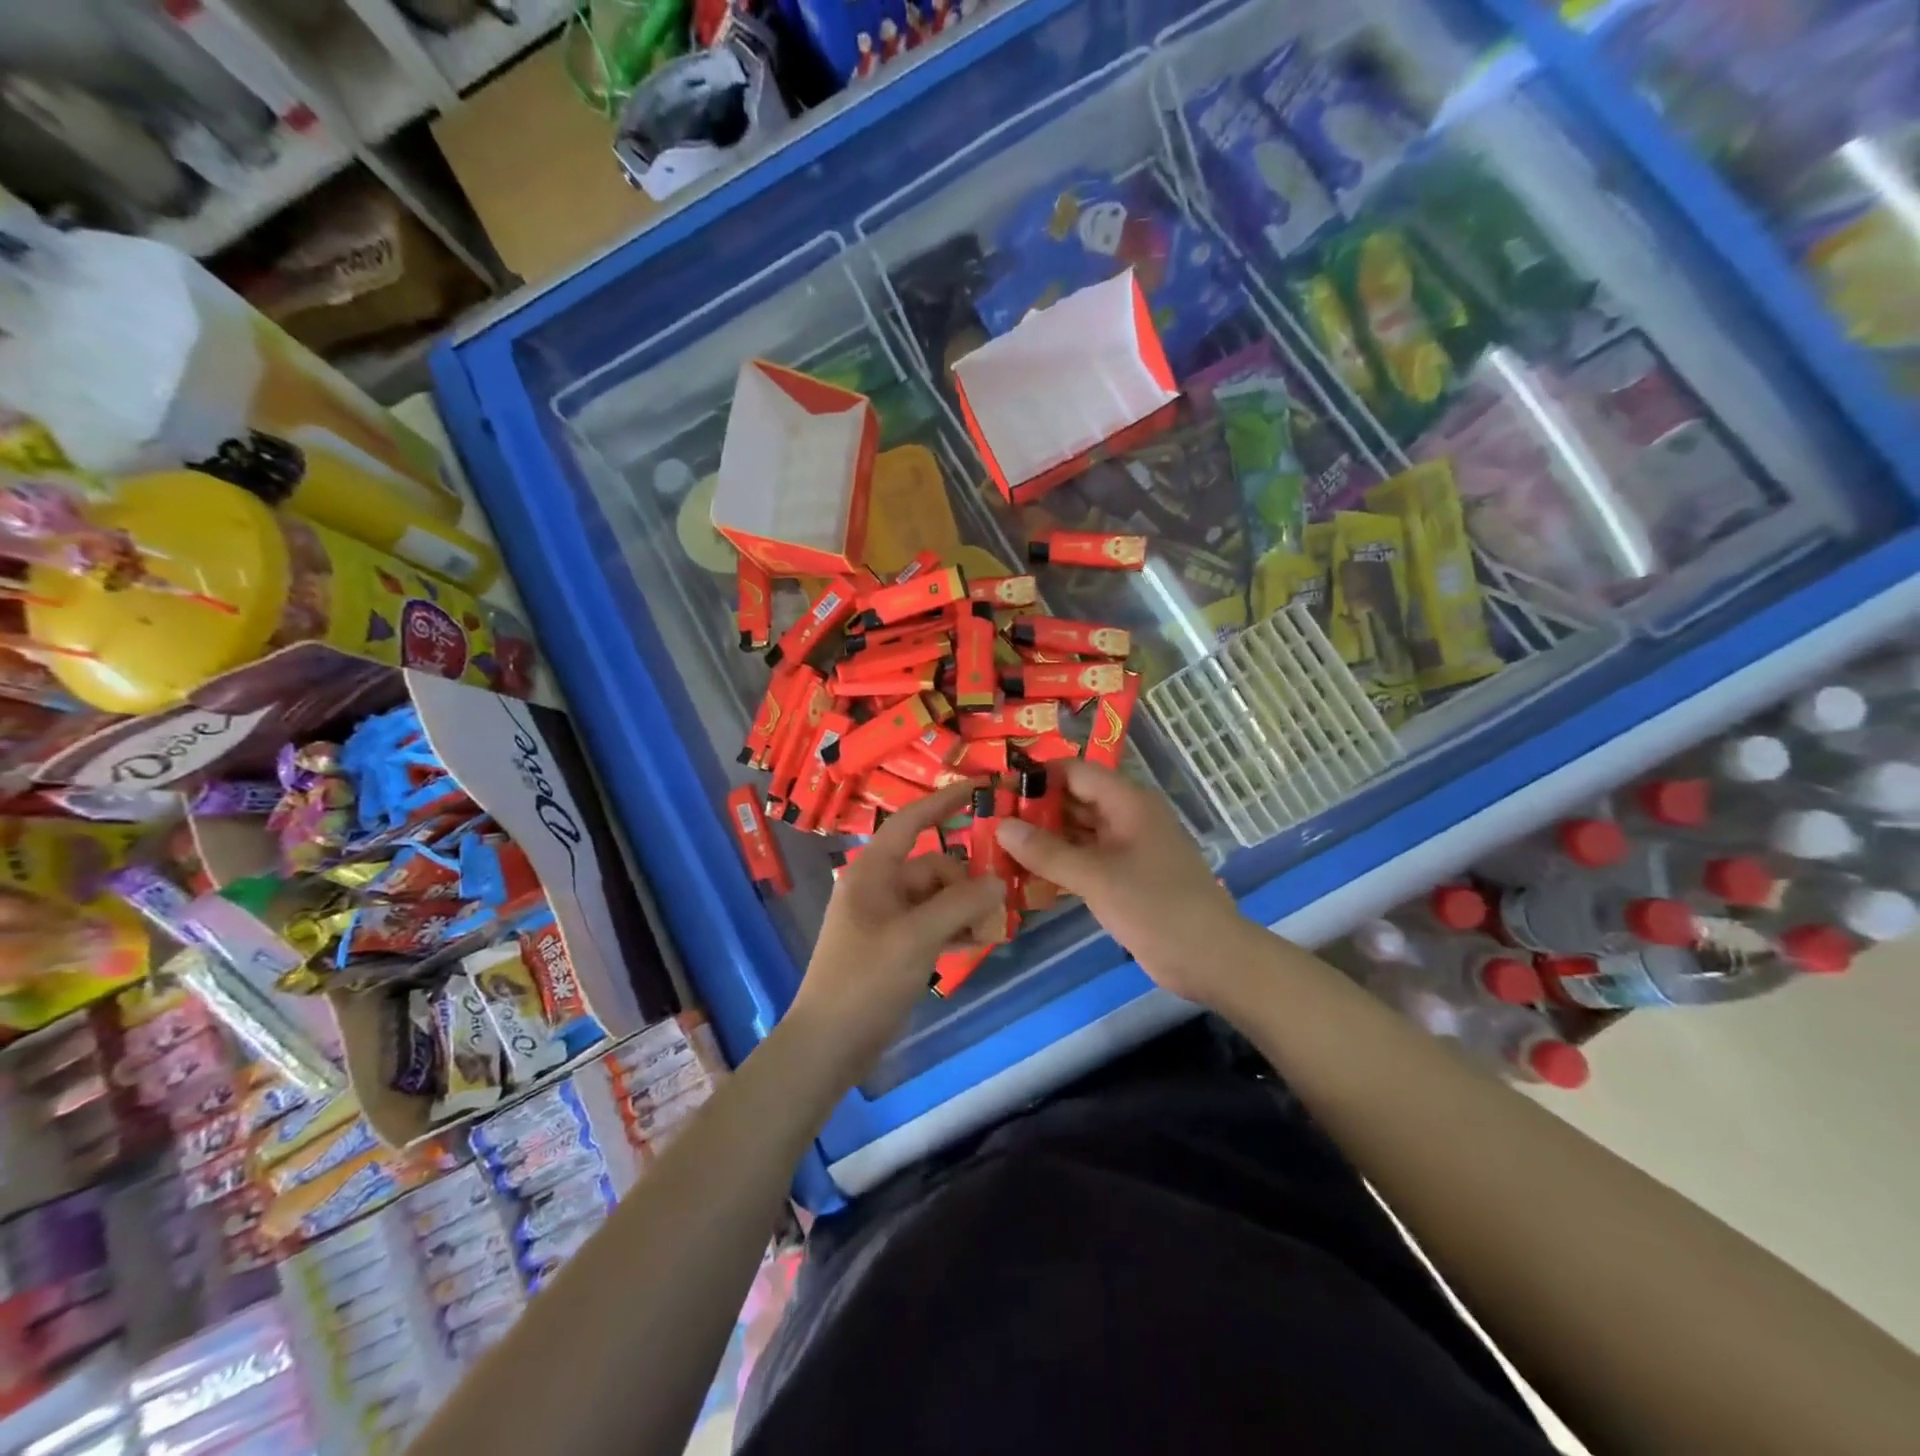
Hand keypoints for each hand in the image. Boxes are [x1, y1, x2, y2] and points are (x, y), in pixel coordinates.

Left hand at [786, 782, 1005, 1077]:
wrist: (830, 1043)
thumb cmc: (866, 979)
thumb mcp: (917, 937)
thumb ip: (960, 904)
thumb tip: (998, 881)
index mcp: (873, 871)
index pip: (911, 821)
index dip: (944, 801)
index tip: (980, 786)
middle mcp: (879, 886)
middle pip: (933, 866)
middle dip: (966, 882)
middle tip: (998, 906)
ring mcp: (886, 917)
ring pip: (936, 897)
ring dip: (964, 908)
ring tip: (992, 928)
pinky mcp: (893, 945)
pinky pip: (931, 923)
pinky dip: (953, 928)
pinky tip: (977, 942)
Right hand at [994, 761, 1249, 1005]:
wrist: (1210, 958)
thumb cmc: (1156, 907)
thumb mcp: (1097, 877)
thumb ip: (1047, 852)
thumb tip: (1001, 826)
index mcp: (1127, 801)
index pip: (1073, 771)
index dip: (1036, 777)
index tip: (995, 792)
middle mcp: (1125, 815)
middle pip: (1072, 799)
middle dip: (1033, 810)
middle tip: (987, 822)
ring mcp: (1125, 846)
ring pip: (1076, 830)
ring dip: (1042, 838)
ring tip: (996, 846)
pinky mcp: (1123, 874)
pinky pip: (1084, 857)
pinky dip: (1058, 862)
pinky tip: (1024, 873)